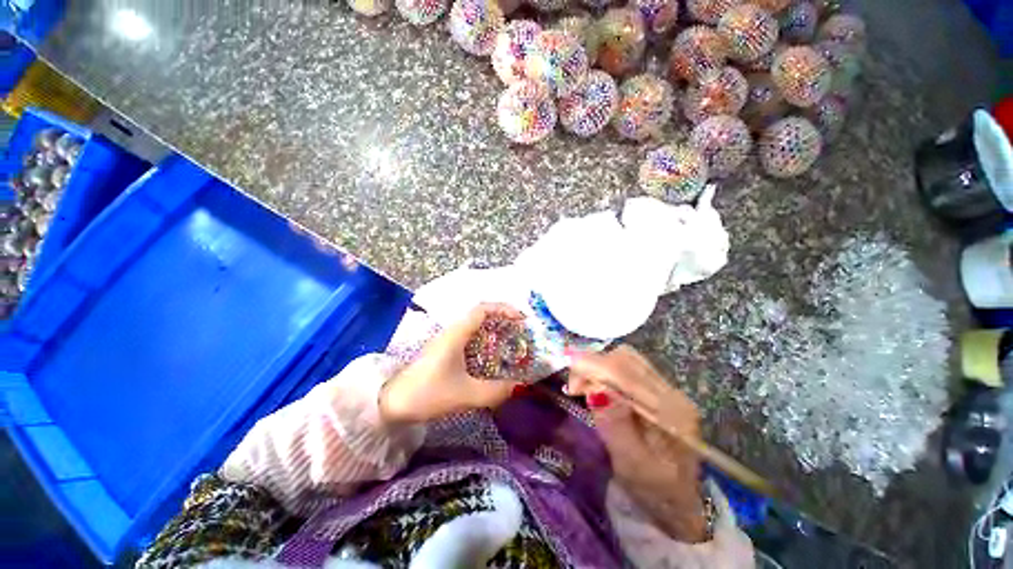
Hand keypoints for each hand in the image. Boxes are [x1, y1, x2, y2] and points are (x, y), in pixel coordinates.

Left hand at [379, 304, 524, 423]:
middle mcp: (452, 331)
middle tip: (520, 332)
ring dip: (493, 330)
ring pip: (475, 326)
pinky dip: (484, 341)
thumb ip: (494, 391)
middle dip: (502, 319)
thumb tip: (519, 387)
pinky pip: (469, 338)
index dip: (504, 309)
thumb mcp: (465, 395)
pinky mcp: (443, 350)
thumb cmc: (428, 393)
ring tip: (510, 342)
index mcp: (457, 333)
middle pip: (481, 315)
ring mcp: (446, 340)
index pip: (483, 309)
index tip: (521, 319)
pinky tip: (491, 357)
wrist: (391, 403)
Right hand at [567, 346, 707, 542]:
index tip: (571, 385)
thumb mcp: (631, 464)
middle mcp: (672, 393)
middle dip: (594, 365)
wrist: (678, 502)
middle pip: (626, 358)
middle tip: (575, 387)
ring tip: (585, 387)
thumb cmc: (653, 490)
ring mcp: (668, 390)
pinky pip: (629, 367)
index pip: (627, 372)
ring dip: (600, 366)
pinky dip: (608, 370)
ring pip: (627, 358)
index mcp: (670, 412)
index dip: (593, 368)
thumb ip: (615, 425)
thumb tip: (595, 389)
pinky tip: (600, 387)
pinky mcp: (659, 391)